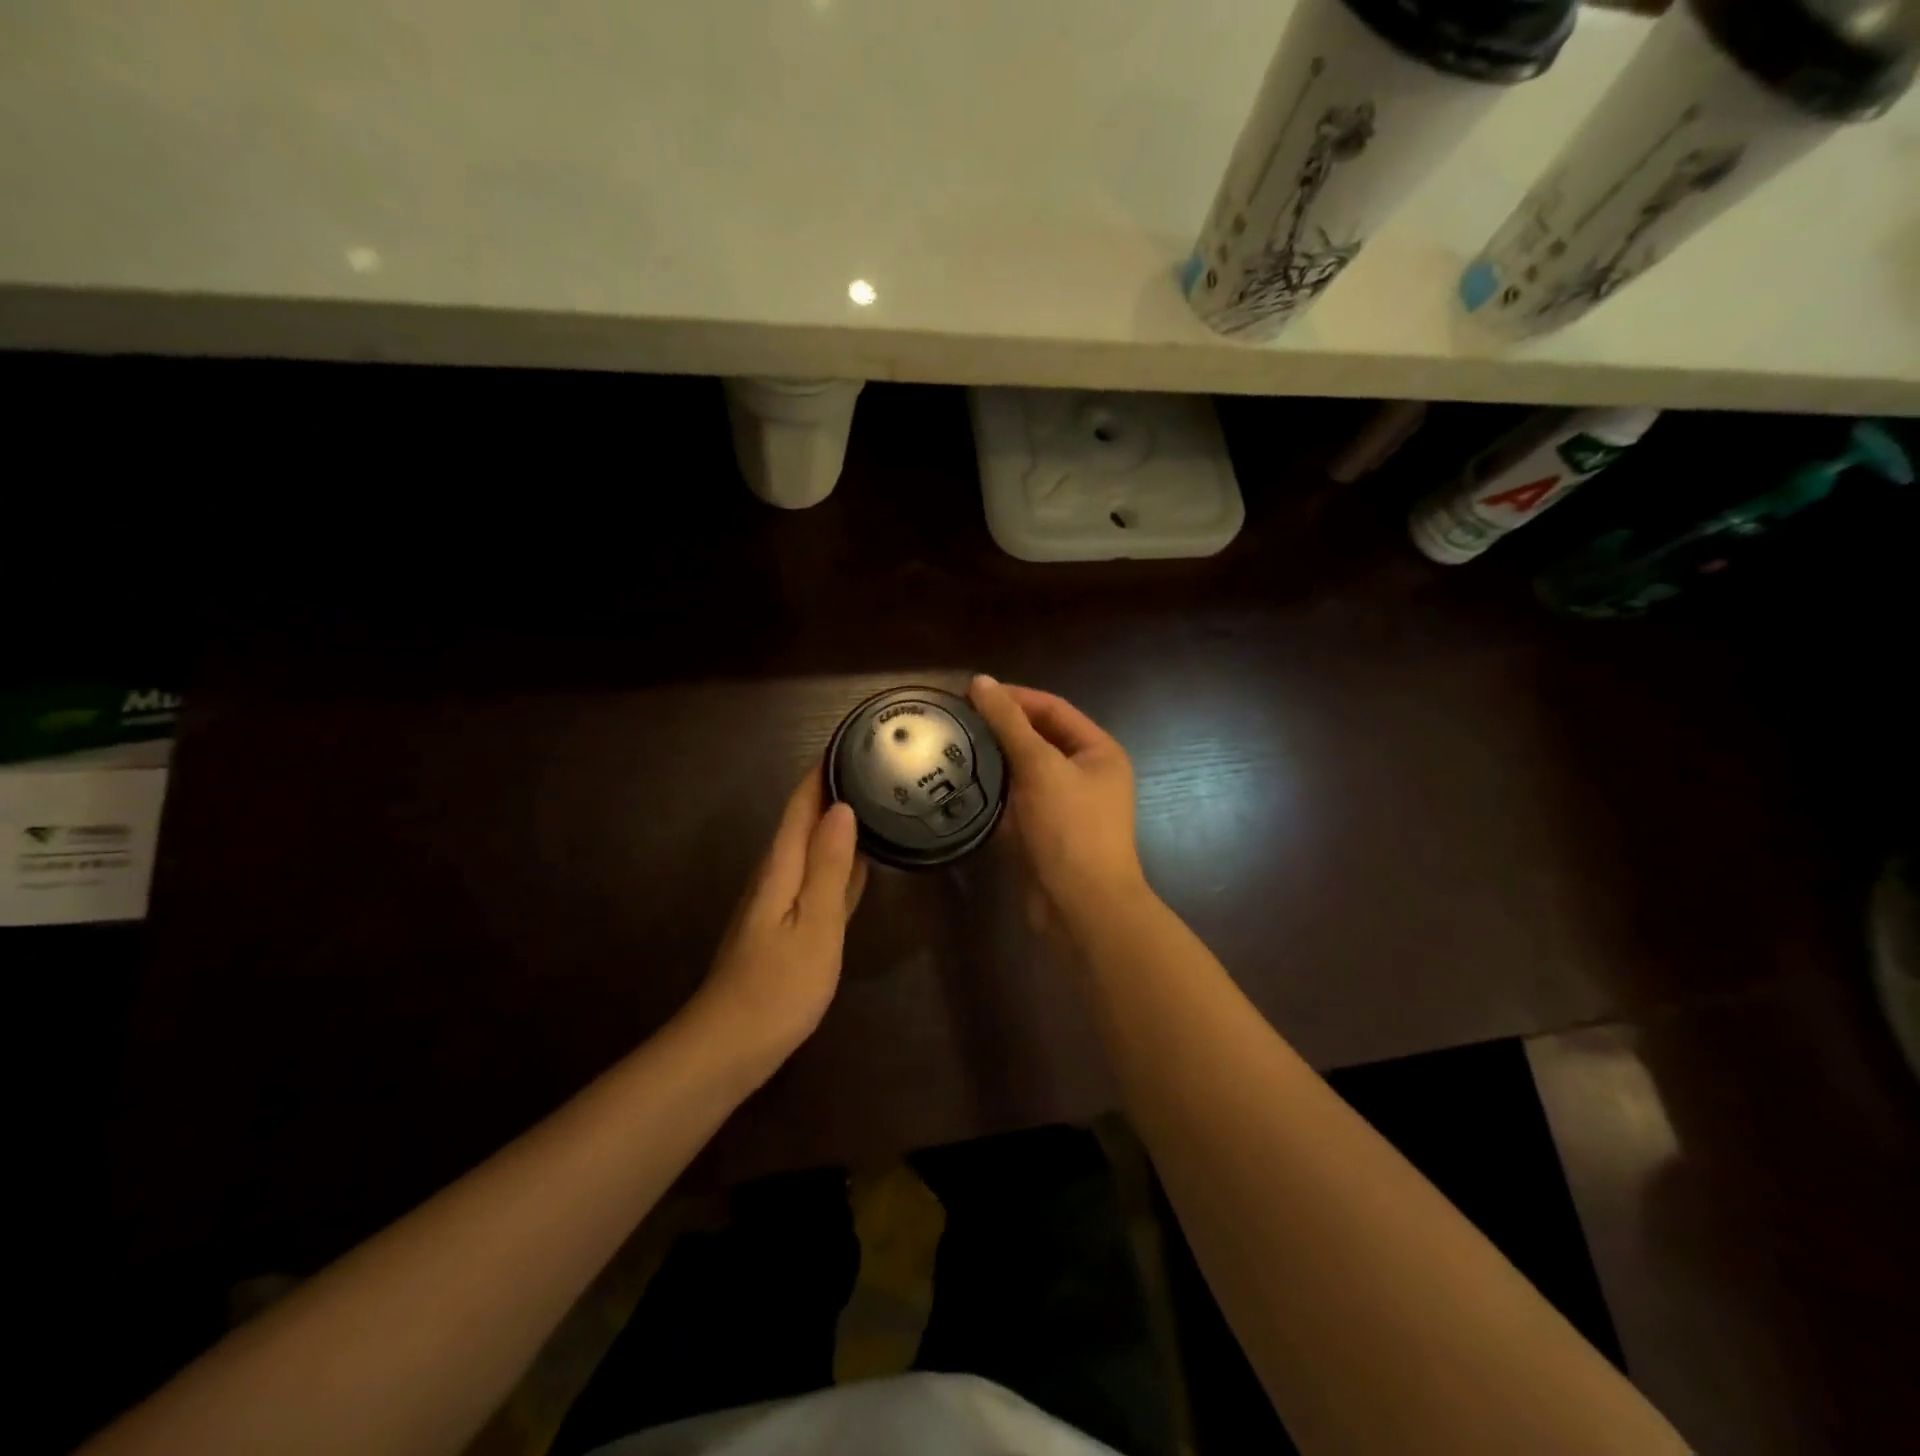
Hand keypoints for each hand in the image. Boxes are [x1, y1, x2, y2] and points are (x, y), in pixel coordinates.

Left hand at [686, 767, 867, 1064]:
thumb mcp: (815, 924)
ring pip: (813, 848)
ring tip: (876, 801)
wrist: (729, 1047)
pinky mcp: (788, 927)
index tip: (853, 738)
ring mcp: (781, 903)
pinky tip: (860, 862)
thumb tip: (841, 808)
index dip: (824, 769)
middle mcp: (777, 875)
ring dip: (838, 823)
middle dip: (834, 789)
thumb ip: (829, 866)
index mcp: (782, 866)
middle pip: (805, 820)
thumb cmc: (778, 986)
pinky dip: (840, 862)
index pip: (802, 803)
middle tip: (876, 764)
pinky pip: (819, 879)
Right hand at [969, 675, 1147, 932]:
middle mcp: (1086, 774)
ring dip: (994, 760)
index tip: (970, 692)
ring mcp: (1065, 806)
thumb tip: (981, 681)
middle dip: (1001, 728)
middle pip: (1039, 738)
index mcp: (1098, 751)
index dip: (1014, 696)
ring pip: (1025, 772)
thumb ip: (1010, 723)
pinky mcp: (1045, 833)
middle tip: (956, 719)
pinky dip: (993, 793)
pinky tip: (961, 785)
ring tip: (951, 746)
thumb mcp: (1040, 767)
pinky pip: (1017, 802)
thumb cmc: (1070, 828)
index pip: (1053, 708)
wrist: (1082, 907)